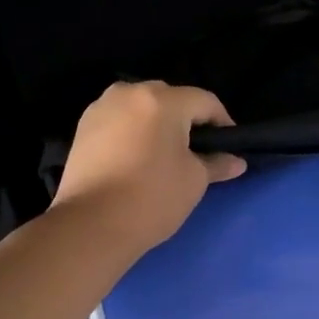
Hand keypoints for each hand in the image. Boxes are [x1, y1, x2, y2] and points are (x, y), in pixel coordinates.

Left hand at [51, 81, 245, 250]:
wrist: (90, 226)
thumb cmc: (152, 197)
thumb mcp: (194, 180)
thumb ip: (216, 163)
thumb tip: (236, 162)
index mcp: (163, 100)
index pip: (205, 101)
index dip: (223, 123)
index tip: (228, 148)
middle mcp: (130, 92)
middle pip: (171, 98)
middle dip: (188, 120)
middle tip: (197, 151)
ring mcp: (101, 108)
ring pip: (142, 107)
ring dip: (158, 124)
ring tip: (165, 155)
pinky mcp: (83, 128)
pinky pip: (120, 120)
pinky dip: (133, 132)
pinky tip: (137, 159)